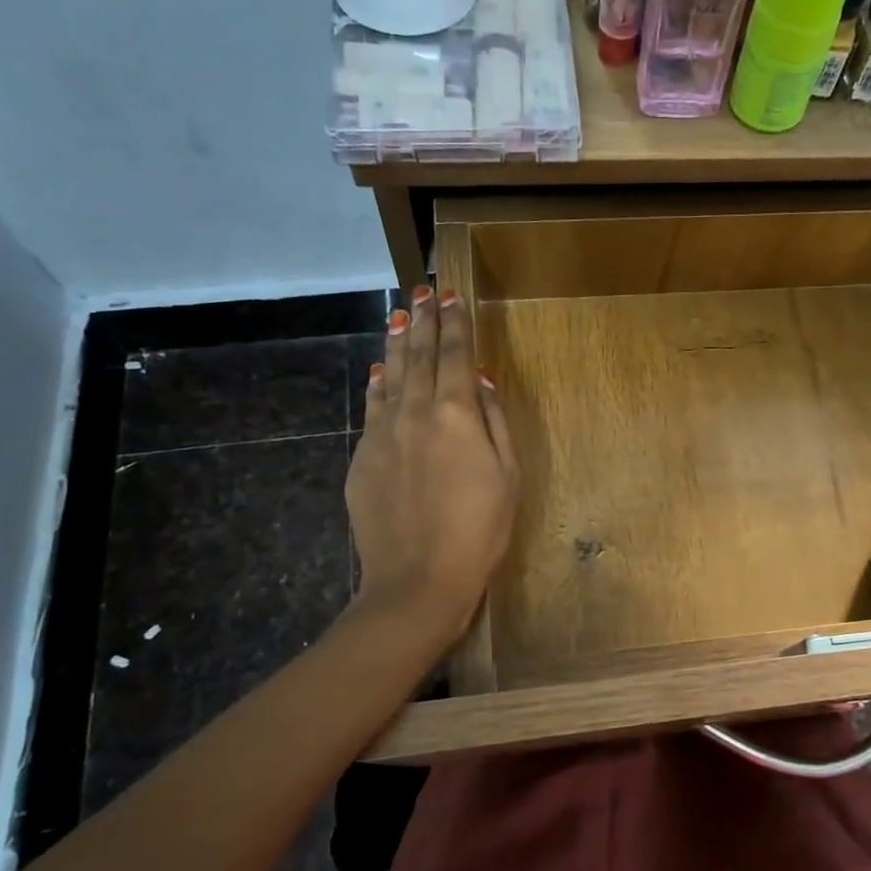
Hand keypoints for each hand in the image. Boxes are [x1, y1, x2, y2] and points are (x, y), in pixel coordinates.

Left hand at [346, 285, 517, 635]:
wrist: (417, 580)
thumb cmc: (479, 531)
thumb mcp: (508, 476)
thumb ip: (494, 422)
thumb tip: (479, 380)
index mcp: (456, 414)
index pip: (455, 355)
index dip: (455, 323)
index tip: (452, 295)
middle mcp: (415, 412)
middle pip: (419, 356)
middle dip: (424, 320)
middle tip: (424, 291)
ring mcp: (382, 434)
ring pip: (390, 376)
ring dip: (397, 344)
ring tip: (400, 316)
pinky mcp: (362, 458)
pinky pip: (372, 408)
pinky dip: (377, 384)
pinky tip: (379, 371)